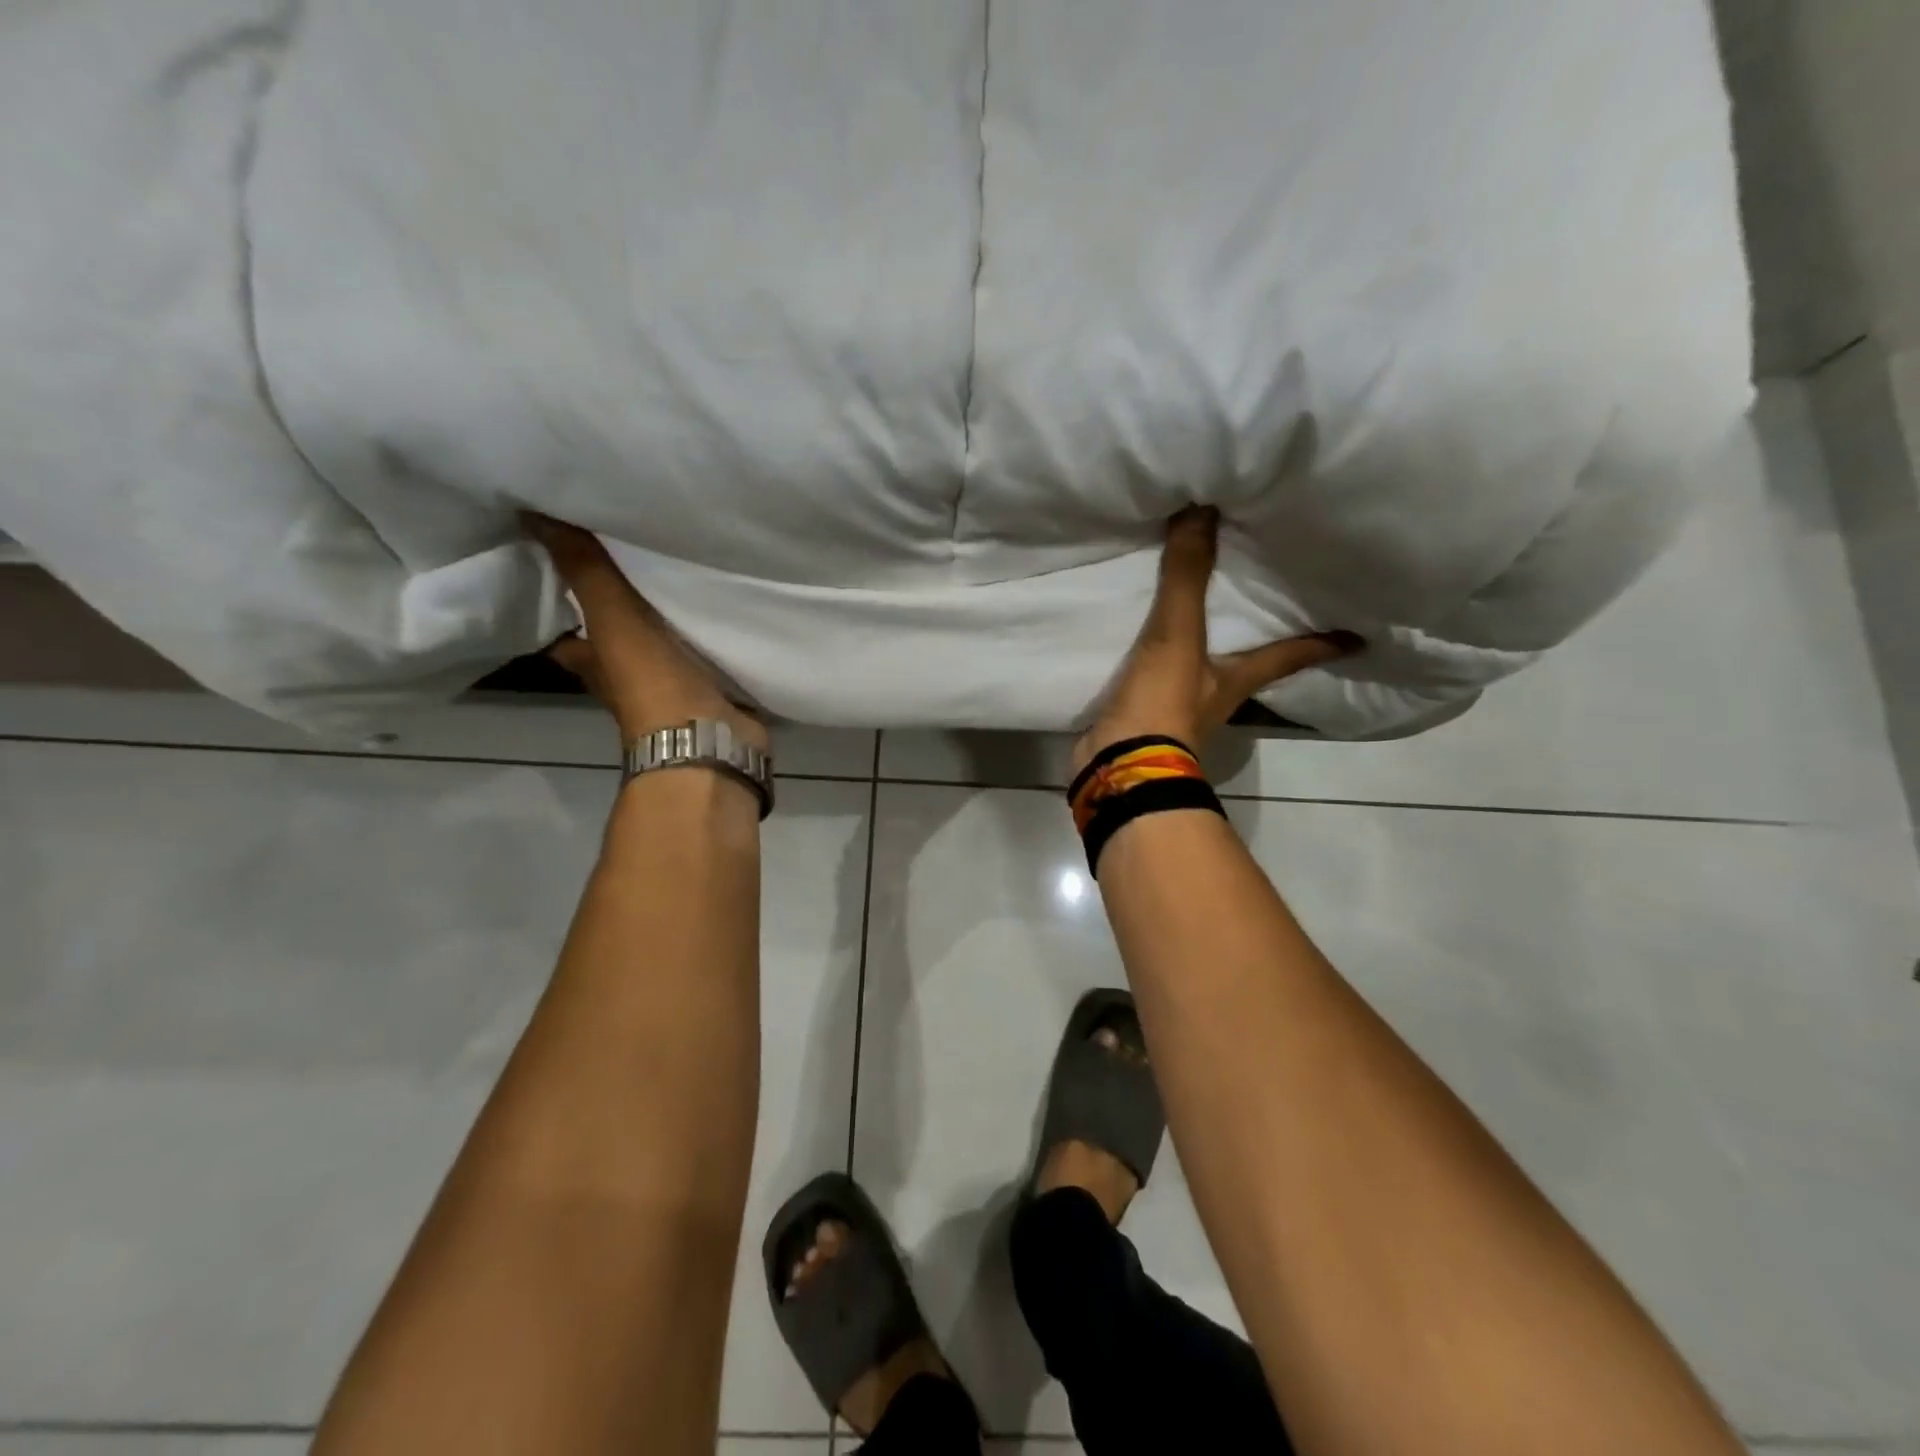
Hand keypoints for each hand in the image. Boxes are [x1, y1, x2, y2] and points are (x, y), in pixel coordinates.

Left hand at [526, 514, 769, 749]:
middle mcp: (626, 673)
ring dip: (670, 617)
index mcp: (592, 660)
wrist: (709, 738)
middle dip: (622, 605)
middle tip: (632, 555)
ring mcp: (672, 683)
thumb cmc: (651, 681)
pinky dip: (711, 633)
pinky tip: (724, 603)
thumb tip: (530, 510)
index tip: (567, 562)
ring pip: (664, 641)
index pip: (563, 629)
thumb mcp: (610, 617)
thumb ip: (583, 568)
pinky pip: (707, 651)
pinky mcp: (711, 688)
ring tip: (681, 567)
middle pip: (616, 634)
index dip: (559, 602)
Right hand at [1071, 507, 1360, 774]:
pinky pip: (1159, 674)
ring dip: (1207, 645)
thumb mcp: (1179, 635)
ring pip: (1204, 666)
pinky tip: (1143, 639)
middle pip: (1253, 660)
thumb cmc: (1164, 704)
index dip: (1325, 642)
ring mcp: (1181, 708)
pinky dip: (1158, 657)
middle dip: (1264, 636)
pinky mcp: (1145, 714)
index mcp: (1240, 676)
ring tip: (1204, 610)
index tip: (1361, 634)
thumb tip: (1202, 507)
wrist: (1119, 766)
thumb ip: (1188, 576)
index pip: (1294, 653)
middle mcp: (1218, 692)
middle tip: (1274, 599)